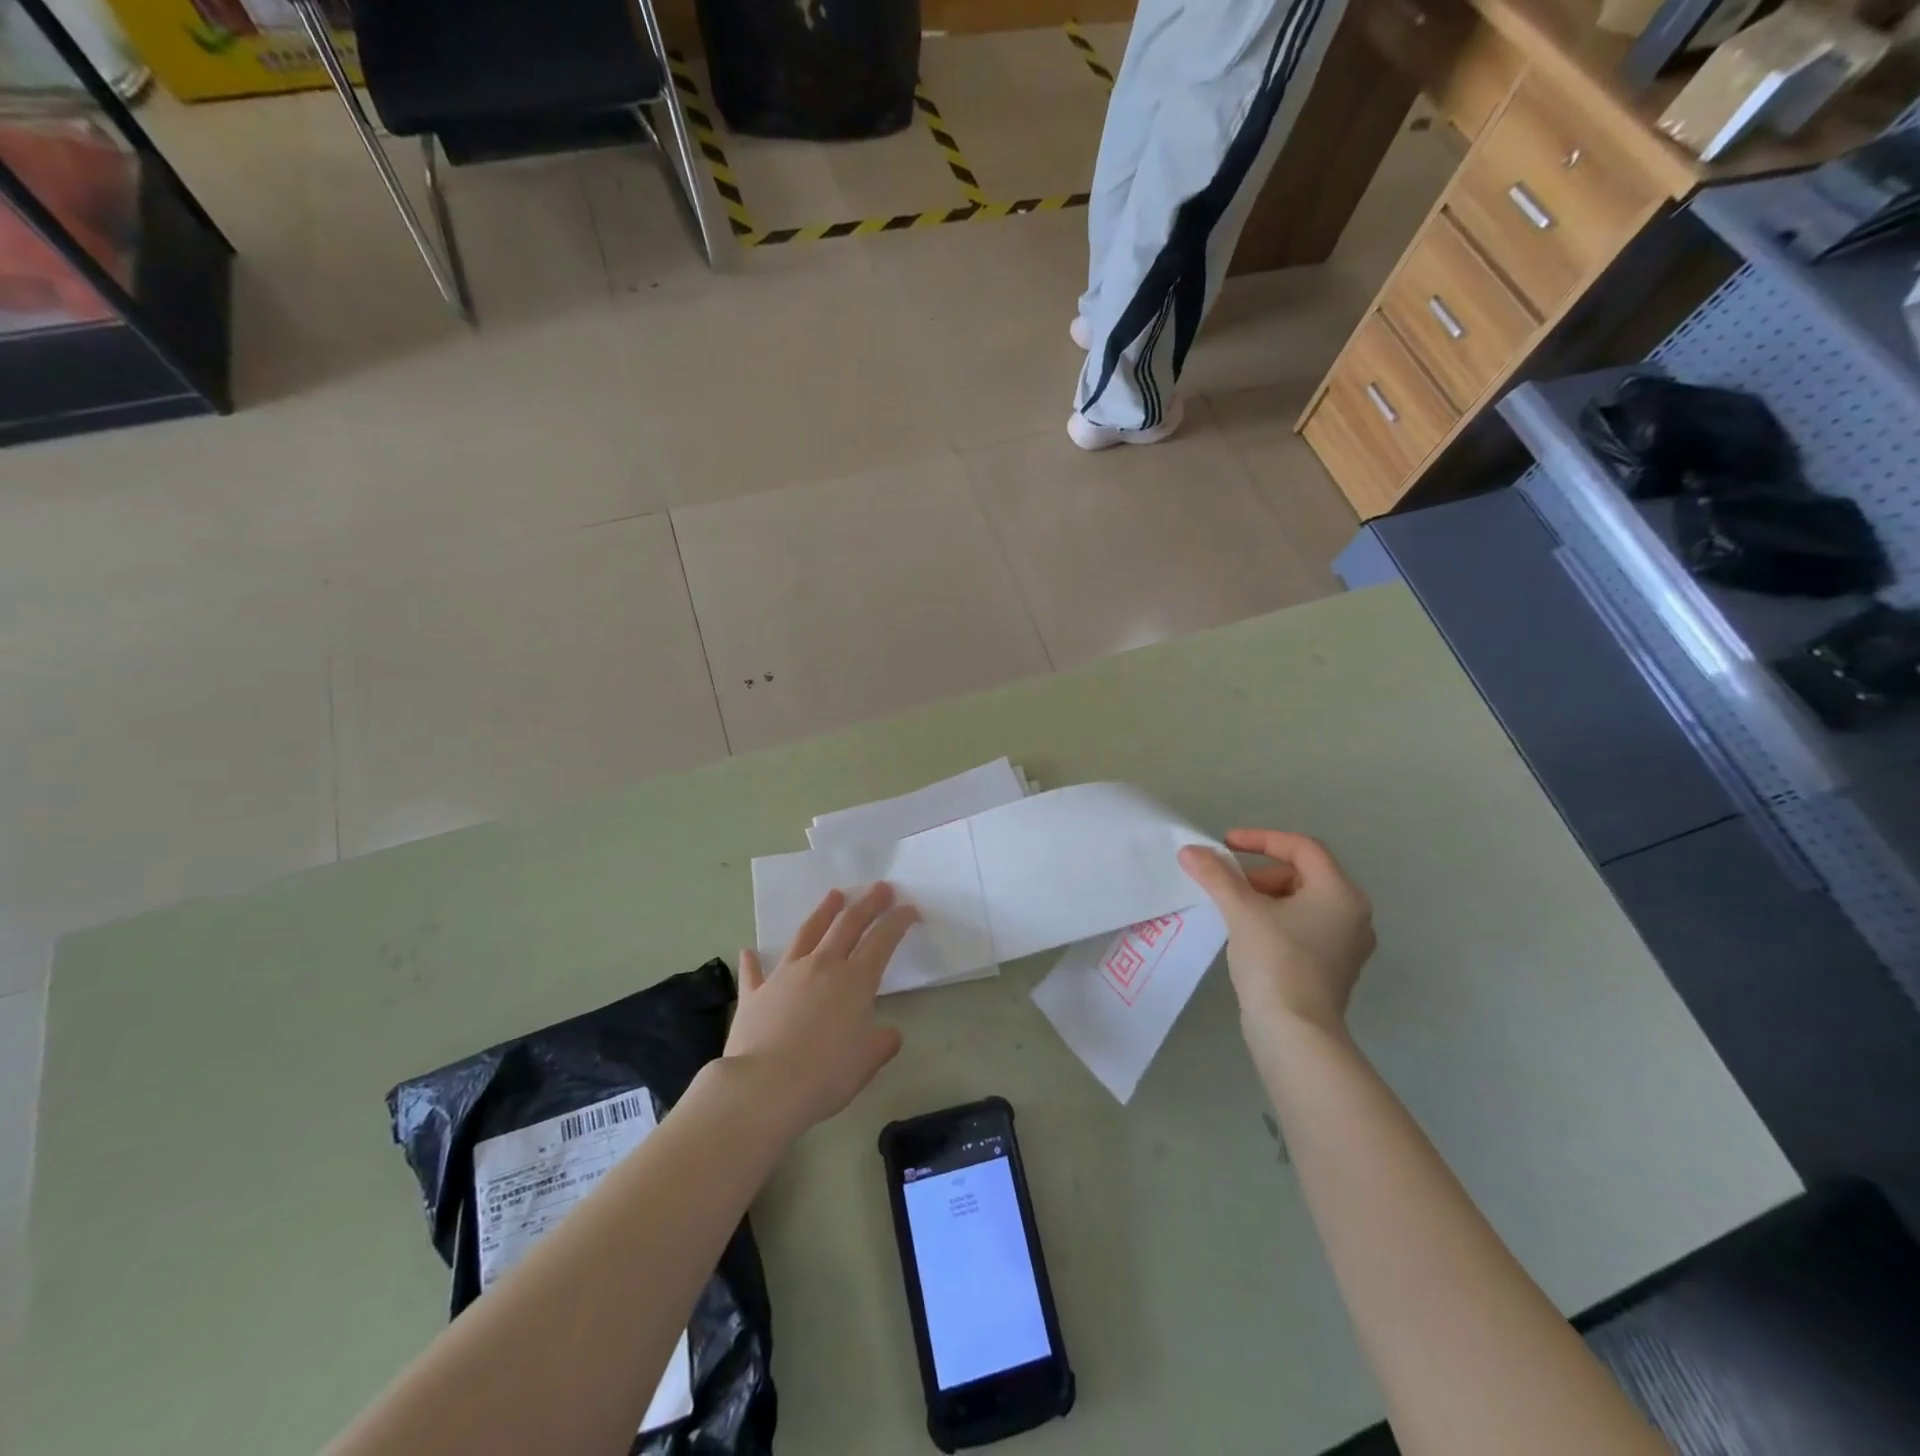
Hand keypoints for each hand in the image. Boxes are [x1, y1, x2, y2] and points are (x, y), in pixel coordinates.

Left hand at [726, 882, 917, 1134]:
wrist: (763, 1088)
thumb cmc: (824, 1075)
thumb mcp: (865, 1063)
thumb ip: (881, 1044)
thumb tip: (890, 1035)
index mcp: (855, 981)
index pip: (882, 941)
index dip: (898, 921)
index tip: (909, 908)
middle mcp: (822, 967)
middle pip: (848, 925)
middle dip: (868, 904)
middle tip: (880, 887)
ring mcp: (785, 975)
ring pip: (807, 933)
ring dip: (823, 912)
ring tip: (834, 895)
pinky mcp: (754, 993)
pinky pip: (754, 972)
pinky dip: (753, 961)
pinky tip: (749, 951)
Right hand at [1179, 829, 1374, 1043]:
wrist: (1296, 1033)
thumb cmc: (1275, 962)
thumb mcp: (1241, 911)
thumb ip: (1216, 875)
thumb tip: (1189, 850)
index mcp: (1340, 893)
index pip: (1302, 847)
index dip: (1261, 839)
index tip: (1225, 845)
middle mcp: (1353, 914)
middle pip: (1304, 874)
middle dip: (1261, 873)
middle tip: (1229, 885)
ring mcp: (1348, 944)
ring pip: (1304, 902)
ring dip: (1267, 897)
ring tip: (1234, 910)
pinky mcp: (1335, 967)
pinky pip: (1306, 927)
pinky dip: (1277, 920)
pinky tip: (1250, 935)